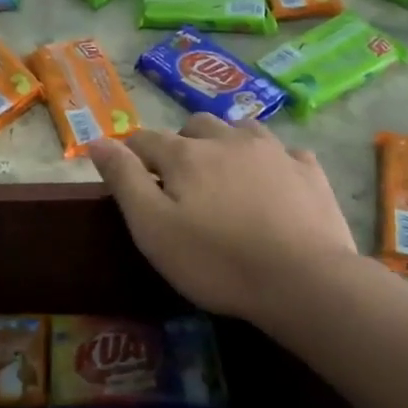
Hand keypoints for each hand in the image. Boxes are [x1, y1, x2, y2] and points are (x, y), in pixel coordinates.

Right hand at [87, 115, 357, 320]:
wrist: (302, 281)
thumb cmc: (216, 260)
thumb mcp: (152, 228)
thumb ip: (123, 180)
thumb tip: (97, 141)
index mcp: (185, 155)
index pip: (144, 139)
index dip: (129, 153)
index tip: (127, 173)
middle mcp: (228, 140)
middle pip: (195, 126)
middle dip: (180, 144)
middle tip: (178, 180)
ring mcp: (274, 152)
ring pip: (241, 129)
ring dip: (225, 142)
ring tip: (224, 173)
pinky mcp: (309, 171)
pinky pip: (284, 151)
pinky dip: (270, 160)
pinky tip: (272, 182)